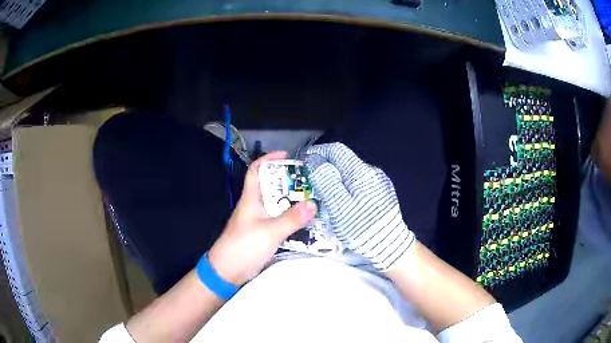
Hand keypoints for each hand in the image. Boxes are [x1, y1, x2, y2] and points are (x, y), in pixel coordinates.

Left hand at [208, 151, 316, 285]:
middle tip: (308, 183)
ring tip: (311, 200)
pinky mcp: (262, 234)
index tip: (287, 156)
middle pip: (270, 187)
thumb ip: (291, 219)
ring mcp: (258, 221)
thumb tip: (313, 204)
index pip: (256, 171)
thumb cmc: (244, 246)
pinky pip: (278, 220)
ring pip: (276, 205)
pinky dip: (290, 218)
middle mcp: (254, 206)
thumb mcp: (270, 231)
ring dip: (291, 202)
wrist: (227, 271)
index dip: (269, 159)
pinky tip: (304, 222)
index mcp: (251, 199)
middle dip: (288, 182)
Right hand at [306, 143, 414, 270]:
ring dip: (335, 177)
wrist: (389, 246)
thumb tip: (315, 161)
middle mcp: (372, 172)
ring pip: (350, 173)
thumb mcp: (339, 206)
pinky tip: (341, 200)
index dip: (318, 152)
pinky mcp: (381, 193)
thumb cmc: (362, 227)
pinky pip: (358, 184)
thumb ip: (326, 181)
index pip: (336, 150)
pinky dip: (345, 186)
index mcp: (361, 172)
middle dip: (325, 166)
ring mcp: (378, 183)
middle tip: (310, 179)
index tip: (305, 160)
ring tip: (322, 191)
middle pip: (344, 161)